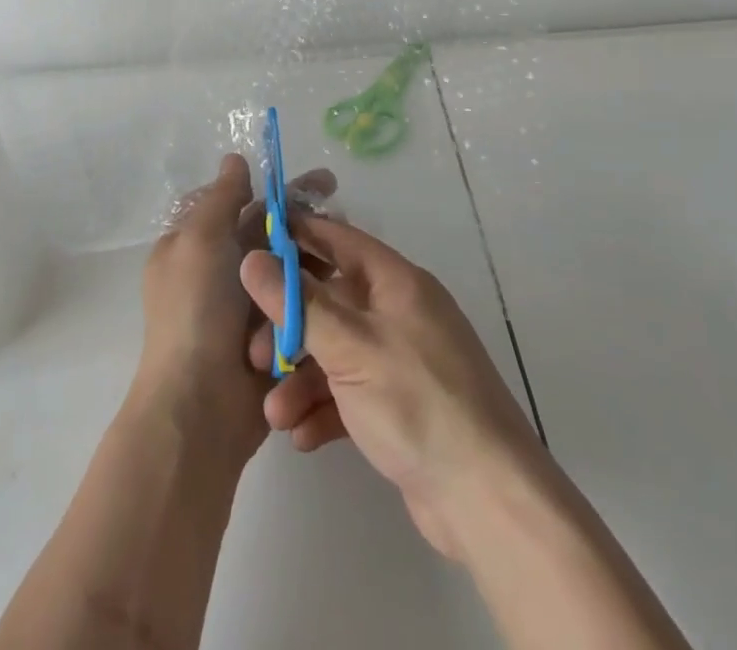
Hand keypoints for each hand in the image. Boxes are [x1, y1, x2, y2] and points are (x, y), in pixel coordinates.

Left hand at [136, 155, 334, 464]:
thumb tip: (235, 159)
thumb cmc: (195, 312)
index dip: (273, 187)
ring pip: (287, 268)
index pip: (237, 203)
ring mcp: (246, 308)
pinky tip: (347, 282)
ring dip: (314, 255)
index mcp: (195, 246)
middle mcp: (219, 272)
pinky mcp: (271, 338)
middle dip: (302, 218)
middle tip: (342, 207)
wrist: (200, 408)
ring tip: (350, 245)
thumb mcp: (200, 240)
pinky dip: (316, 293)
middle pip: (267, 233)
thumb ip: (222, 198)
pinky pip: (297, 304)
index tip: (311, 181)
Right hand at [240, 213, 542, 560]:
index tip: (251, 241)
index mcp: (397, 283)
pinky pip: (350, 394)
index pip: (339, 239)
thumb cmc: (417, 402)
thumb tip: (252, 258)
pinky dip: (324, 409)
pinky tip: (302, 436)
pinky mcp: (400, 407)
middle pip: (331, 301)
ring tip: (274, 414)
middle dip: (289, 326)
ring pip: (336, 353)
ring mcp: (401, 361)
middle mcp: (399, 313)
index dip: (296, 236)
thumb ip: (299, 303)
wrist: (485, 499)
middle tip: (251, 352)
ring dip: (301, 379)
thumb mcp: (351, 347)